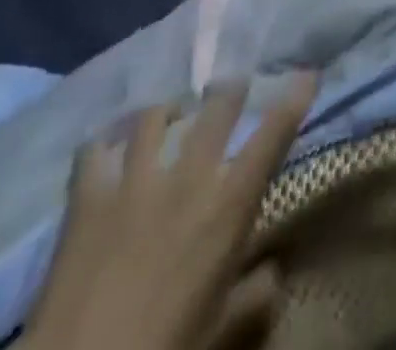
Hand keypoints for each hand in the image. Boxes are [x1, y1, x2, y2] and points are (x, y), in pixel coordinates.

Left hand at [22, 76, 316, 349]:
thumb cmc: (164, 348)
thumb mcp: (221, 331)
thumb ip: (255, 295)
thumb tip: (274, 269)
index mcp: (228, 205)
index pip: (274, 135)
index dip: (295, 98)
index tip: (308, 74)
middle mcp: (189, 176)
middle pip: (218, 106)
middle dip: (231, 89)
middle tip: (233, 88)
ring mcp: (135, 180)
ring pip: (156, 115)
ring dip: (168, 110)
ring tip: (169, 114)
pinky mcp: (88, 197)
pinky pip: (94, 150)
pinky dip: (104, 142)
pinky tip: (107, 145)